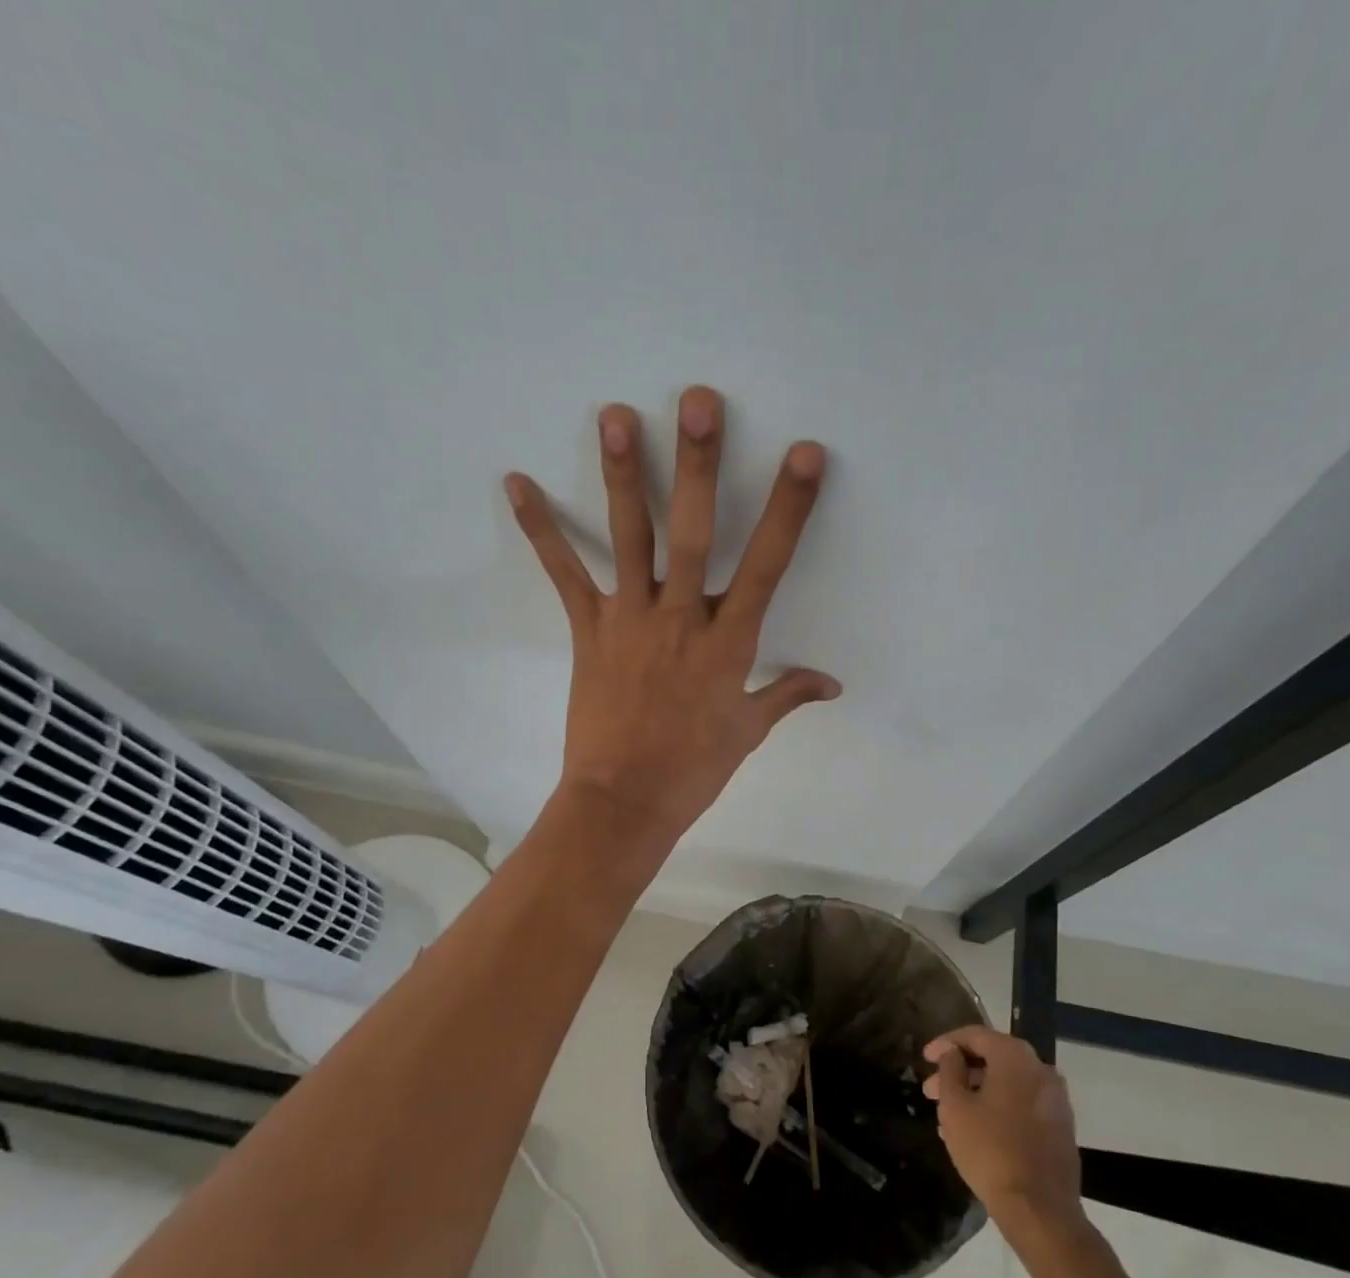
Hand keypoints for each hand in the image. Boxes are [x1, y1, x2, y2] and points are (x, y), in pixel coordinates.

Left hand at [506, 386, 839, 845]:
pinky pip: (565, 574)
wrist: (625, 802)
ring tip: (616, 415)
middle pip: (694, 534)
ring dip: (624, 476)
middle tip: (698, 402)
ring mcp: (631, 621)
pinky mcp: (590, 630)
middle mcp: (682, 619)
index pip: (768, 566)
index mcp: (729, 644)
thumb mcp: (748, 731)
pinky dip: (542, 530)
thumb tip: (831, 683)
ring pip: (630, 539)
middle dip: (699, 467)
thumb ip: (787, 694)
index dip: (788, 509)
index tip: (803, 455)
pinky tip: (518, 483)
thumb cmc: (693, 769)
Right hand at [924, 1026, 1086, 1231]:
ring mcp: (1056, 1100)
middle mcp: (1041, 1070)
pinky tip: (975, 1130)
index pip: (976, 1035)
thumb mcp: (955, 1107)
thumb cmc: (990, 1150)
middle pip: (993, 1058)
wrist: (1040, 1211)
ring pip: (1008, 1084)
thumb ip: (949, 1070)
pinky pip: (1022, 1104)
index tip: (925, 1058)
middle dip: (959, 1071)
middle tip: (931, 1090)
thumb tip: (952, 1053)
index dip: (946, 1043)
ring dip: (977, 1092)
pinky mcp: (1061, 1127)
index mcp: (1015, 1057)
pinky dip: (997, 1107)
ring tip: (948, 1115)